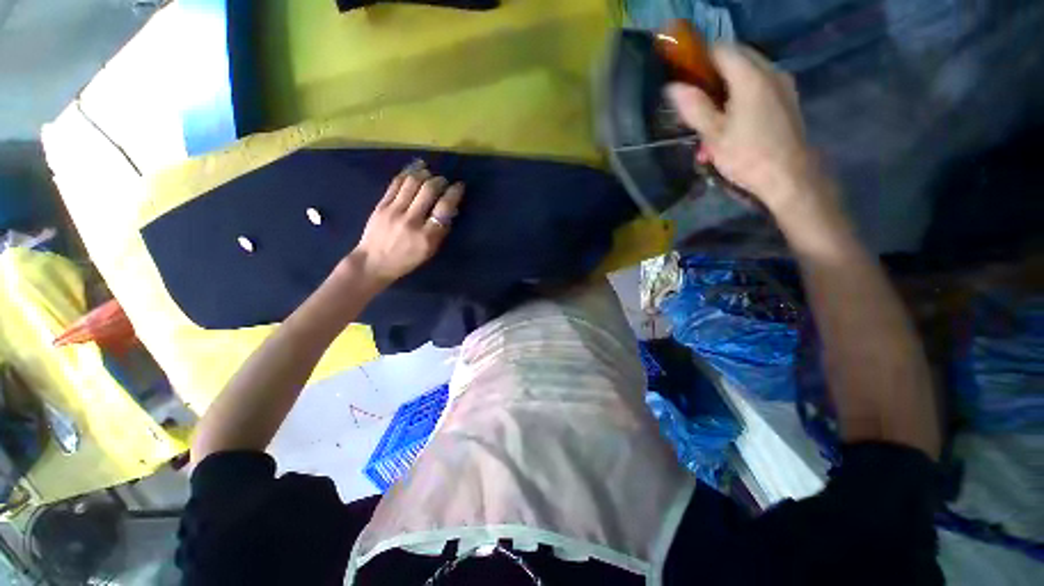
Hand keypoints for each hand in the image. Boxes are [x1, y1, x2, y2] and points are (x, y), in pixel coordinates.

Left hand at [351, 160, 463, 284]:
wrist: (374, 262)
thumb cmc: (407, 259)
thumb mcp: (430, 251)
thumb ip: (441, 231)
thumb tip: (451, 208)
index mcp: (427, 236)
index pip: (444, 207)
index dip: (454, 193)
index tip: (459, 186)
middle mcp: (411, 221)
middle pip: (428, 190)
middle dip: (440, 180)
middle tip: (443, 181)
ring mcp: (394, 211)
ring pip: (412, 182)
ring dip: (424, 173)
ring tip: (430, 173)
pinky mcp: (381, 205)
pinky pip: (396, 183)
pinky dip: (408, 173)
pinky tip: (416, 169)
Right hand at [667, 45, 837, 224]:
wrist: (788, 176)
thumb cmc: (747, 156)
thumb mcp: (713, 135)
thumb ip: (694, 107)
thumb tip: (672, 87)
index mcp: (750, 76)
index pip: (721, 49)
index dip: (699, 59)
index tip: (685, 78)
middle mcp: (770, 71)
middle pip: (736, 58)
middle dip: (713, 74)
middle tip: (697, 100)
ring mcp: (782, 83)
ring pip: (748, 72)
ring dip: (727, 87)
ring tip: (712, 117)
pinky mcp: (787, 98)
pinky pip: (760, 85)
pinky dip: (742, 94)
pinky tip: (733, 120)